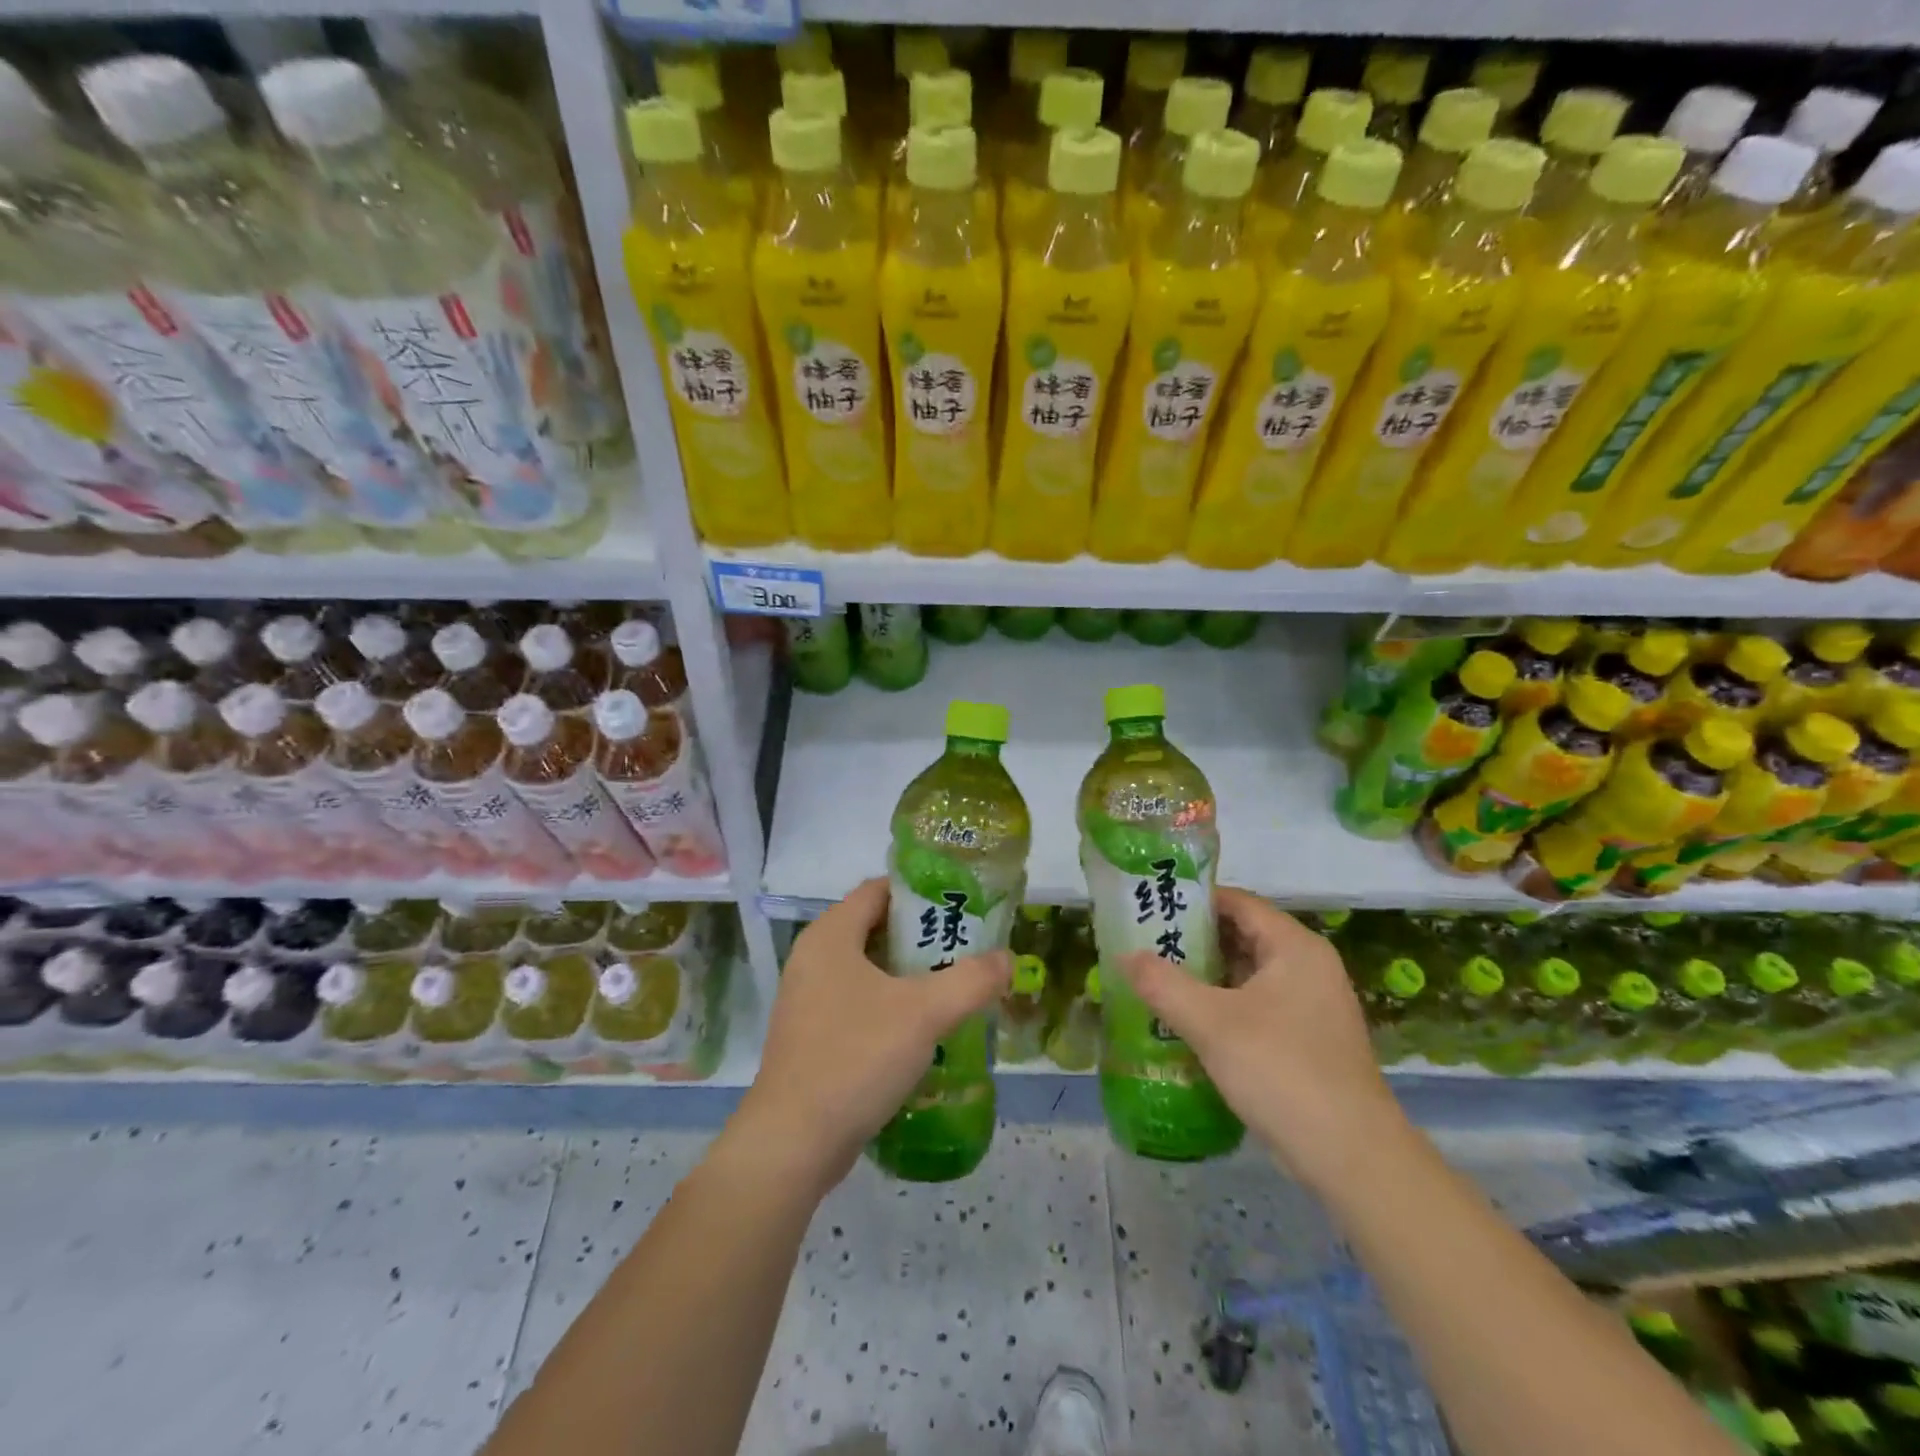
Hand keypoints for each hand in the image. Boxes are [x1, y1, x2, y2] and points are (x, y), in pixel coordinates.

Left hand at [730, 878, 1009, 1196]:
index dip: (920, 891)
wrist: (793, 1143)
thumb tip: (1007, 959)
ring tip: (953, 985)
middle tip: (966, 946)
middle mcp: (813, 957)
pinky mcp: (810, 1035)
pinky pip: (857, 1002)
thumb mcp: (925, 1013)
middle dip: (921, 935)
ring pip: (867, 969)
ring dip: (908, 974)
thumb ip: (971, 980)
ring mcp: (807, 999)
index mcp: (831, 935)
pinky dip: (889, 1004)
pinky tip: (922, 1029)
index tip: (960, 903)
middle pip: (875, 928)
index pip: (878, 889)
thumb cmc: (857, 1057)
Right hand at [1114, 888, 1404, 1191]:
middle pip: (1243, 936)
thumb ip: (1163, 983)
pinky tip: (1188, 1021)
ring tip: (1156, 979)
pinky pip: (1258, 1006)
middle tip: (1145, 944)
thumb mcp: (1211, 1023)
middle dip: (1194, 940)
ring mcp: (1312, 1006)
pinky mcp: (1309, 1040)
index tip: (1152, 905)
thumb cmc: (1281, 1071)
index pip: (1239, 902)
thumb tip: (1125, 954)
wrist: (1352, 1158)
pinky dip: (1224, 1005)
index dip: (1194, 900)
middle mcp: (1309, 967)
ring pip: (1249, 974)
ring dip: (1206, 976)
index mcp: (1295, 947)